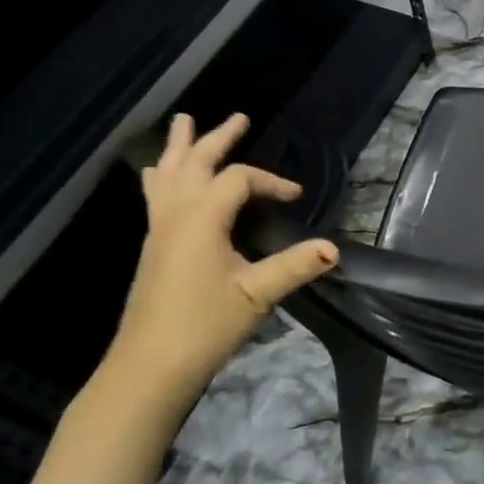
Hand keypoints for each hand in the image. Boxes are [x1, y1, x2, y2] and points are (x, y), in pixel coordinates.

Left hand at [104, 112, 337, 404]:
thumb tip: (334, 249)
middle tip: (240, 117)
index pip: (240, 180)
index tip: (296, 197)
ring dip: (180, 147)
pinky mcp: (153, 246)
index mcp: (202, 219)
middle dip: (218, 138)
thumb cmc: (204, 326)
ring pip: (168, 174)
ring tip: (184, 123)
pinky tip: (159, 176)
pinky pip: (155, 195)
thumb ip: (295, 267)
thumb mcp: (256, 295)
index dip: (271, 182)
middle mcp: (176, 214)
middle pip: (195, 162)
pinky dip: (163, 176)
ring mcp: (159, 229)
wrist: (149, 366)